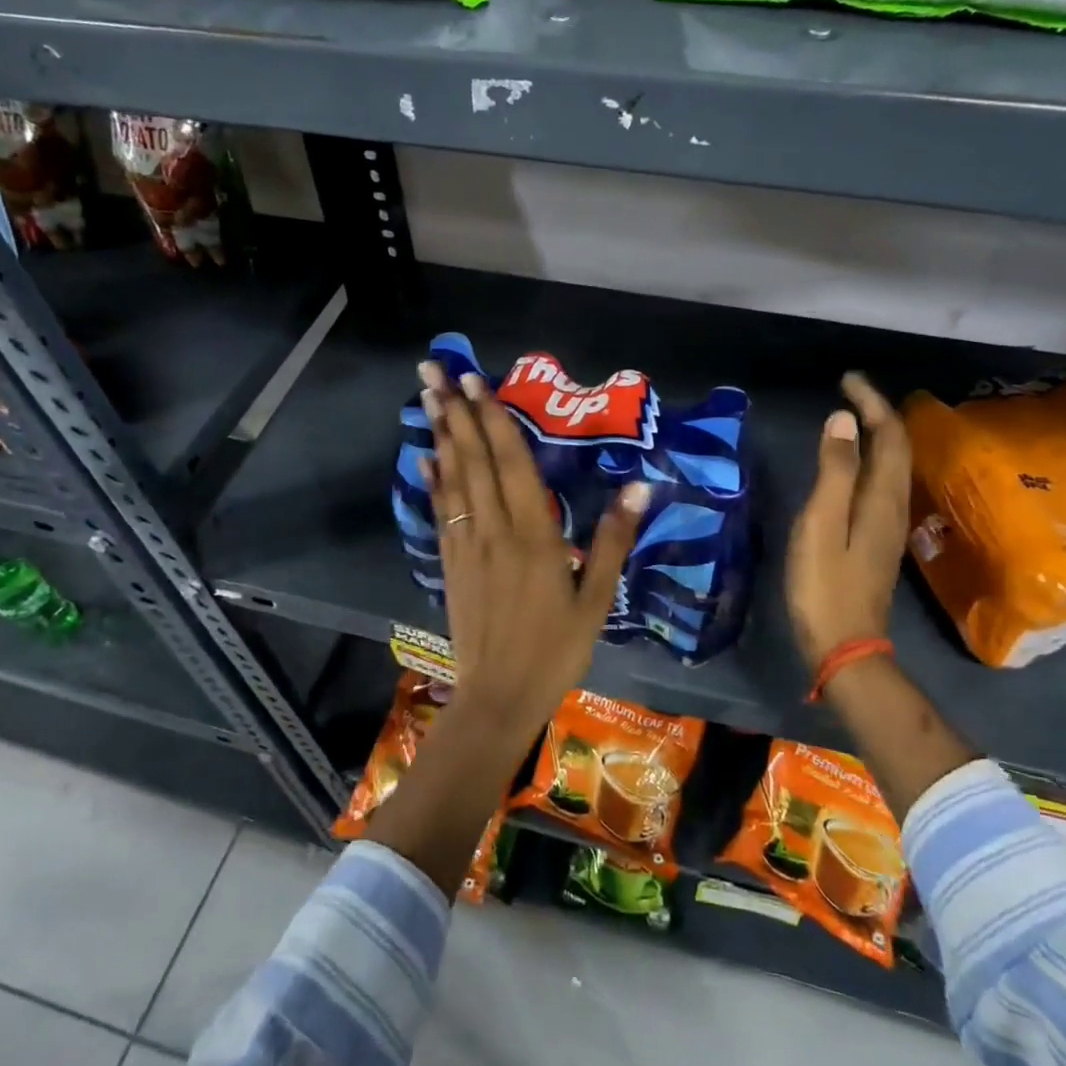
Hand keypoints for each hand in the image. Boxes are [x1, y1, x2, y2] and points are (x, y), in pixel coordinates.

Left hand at [420, 361, 648, 730]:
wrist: (499, 696)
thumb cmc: (556, 649)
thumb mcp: (597, 599)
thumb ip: (613, 540)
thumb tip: (640, 485)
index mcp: (533, 534)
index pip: (510, 462)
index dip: (493, 418)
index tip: (476, 381)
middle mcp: (493, 529)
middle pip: (473, 459)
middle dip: (454, 410)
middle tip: (433, 368)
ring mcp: (466, 546)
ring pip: (452, 479)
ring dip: (439, 434)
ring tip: (425, 396)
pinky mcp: (451, 564)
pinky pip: (440, 512)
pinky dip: (433, 481)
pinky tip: (425, 458)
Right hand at [786, 372, 912, 671]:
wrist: (845, 646)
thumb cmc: (824, 586)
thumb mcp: (821, 524)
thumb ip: (834, 471)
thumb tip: (844, 419)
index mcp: (882, 498)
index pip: (889, 436)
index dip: (872, 403)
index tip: (847, 379)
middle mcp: (894, 507)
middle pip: (897, 448)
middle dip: (878, 413)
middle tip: (849, 390)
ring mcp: (888, 526)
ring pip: (893, 467)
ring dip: (877, 435)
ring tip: (852, 417)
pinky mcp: (877, 541)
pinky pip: (882, 484)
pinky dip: (870, 461)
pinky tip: (852, 465)